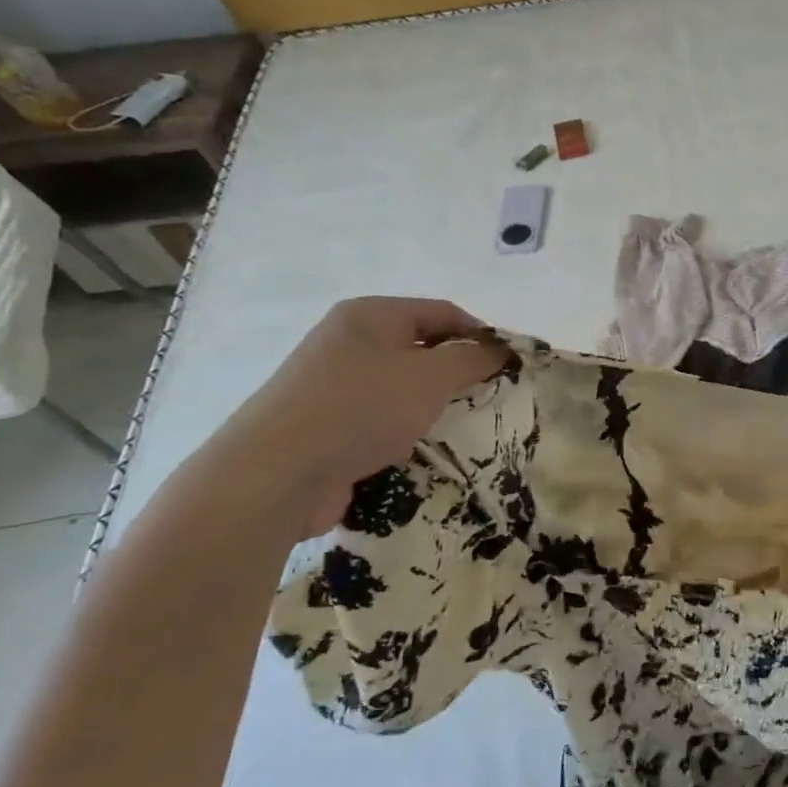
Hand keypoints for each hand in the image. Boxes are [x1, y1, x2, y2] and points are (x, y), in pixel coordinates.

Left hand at [202, 297, 506, 537]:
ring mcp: (333, 384)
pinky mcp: (325, 424)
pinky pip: (379, 418)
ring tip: (459, 426)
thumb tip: (500, 349)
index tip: (511, 363)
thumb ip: (472, 358)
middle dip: (456, 371)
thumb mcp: (430, 376)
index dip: (481, 333)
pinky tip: (417, 449)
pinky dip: (403, 429)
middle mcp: (348, 342)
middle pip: (421, 348)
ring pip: (401, 386)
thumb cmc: (361, 408)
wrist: (276, 474)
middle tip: (489, 395)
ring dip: (431, 404)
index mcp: (369, 315)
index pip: (442, 312)